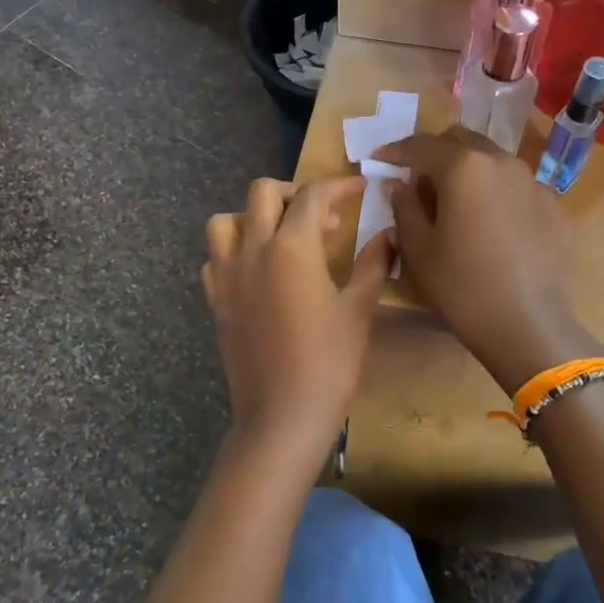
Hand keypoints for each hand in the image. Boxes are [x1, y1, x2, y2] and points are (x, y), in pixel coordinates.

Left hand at [202, 177, 393, 474]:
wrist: (281, 417)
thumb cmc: (329, 363)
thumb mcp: (358, 311)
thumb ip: (372, 264)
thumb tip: (389, 233)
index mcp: (292, 248)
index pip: (313, 194)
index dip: (339, 184)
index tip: (360, 188)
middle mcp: (253, 251)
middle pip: (263, 193)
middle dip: (294, 192)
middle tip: (322, 217)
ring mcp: (228, 277)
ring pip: (225, 222)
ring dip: (253, 217)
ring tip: (281, 237)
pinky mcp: (216, 303)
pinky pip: (214, 261)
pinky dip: (232, 253)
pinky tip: (256, 272)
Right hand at [375, 128, 597, 390]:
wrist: (528, 324)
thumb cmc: (462, 286)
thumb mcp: (419, 248)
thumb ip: (404, 206)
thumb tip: (399, 185)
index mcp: (464, 166)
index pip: (420, 145)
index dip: (395, 151)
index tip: (379, 159)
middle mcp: (502, 161)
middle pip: (461, 140)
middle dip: (435, 152)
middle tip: (418, 178)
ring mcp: (534, 182)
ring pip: (493, 160)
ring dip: (469, 170)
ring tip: (456, 200)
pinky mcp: (556, 206)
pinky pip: (518, 188)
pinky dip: (498, 194)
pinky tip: (493, 225)